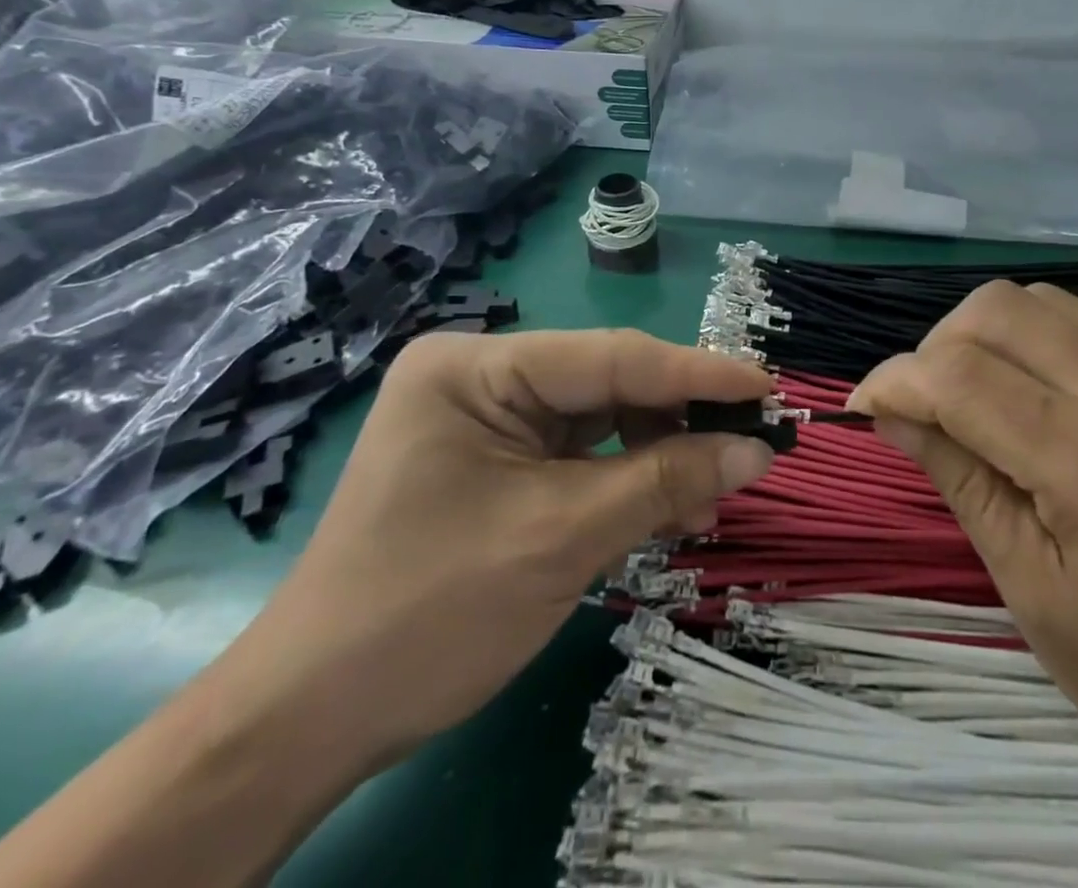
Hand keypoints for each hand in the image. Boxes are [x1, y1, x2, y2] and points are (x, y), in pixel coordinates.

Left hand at [236, 328, 775, 768]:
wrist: (310, 721)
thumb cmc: (429, 614)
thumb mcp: (562, 539)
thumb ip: (667, 481)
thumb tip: (758, 449)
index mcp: (476, 367)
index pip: (611, 356)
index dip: (697, 373)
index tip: (767, 385)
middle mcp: (481, 376)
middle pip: (608, 386)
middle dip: (678, 424)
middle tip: (747, 452)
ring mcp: (487, 419)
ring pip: (601, 422)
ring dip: (658, 458)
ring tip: (707, 501)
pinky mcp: (496, 461)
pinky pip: (580, 455)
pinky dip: (626, 480)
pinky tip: (666, 509)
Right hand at [847, 280, 1077, 819]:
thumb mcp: (1030, 591)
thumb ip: (957, 477)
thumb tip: (889, 408)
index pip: (963, 377)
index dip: (895, 380)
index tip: (865, 406)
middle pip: (1000, 309)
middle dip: (936, 345)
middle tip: (922, 404)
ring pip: (1042, 301)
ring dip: (984, 335)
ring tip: (972, 397)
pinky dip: (1035, 345)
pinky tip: (1032, 400)